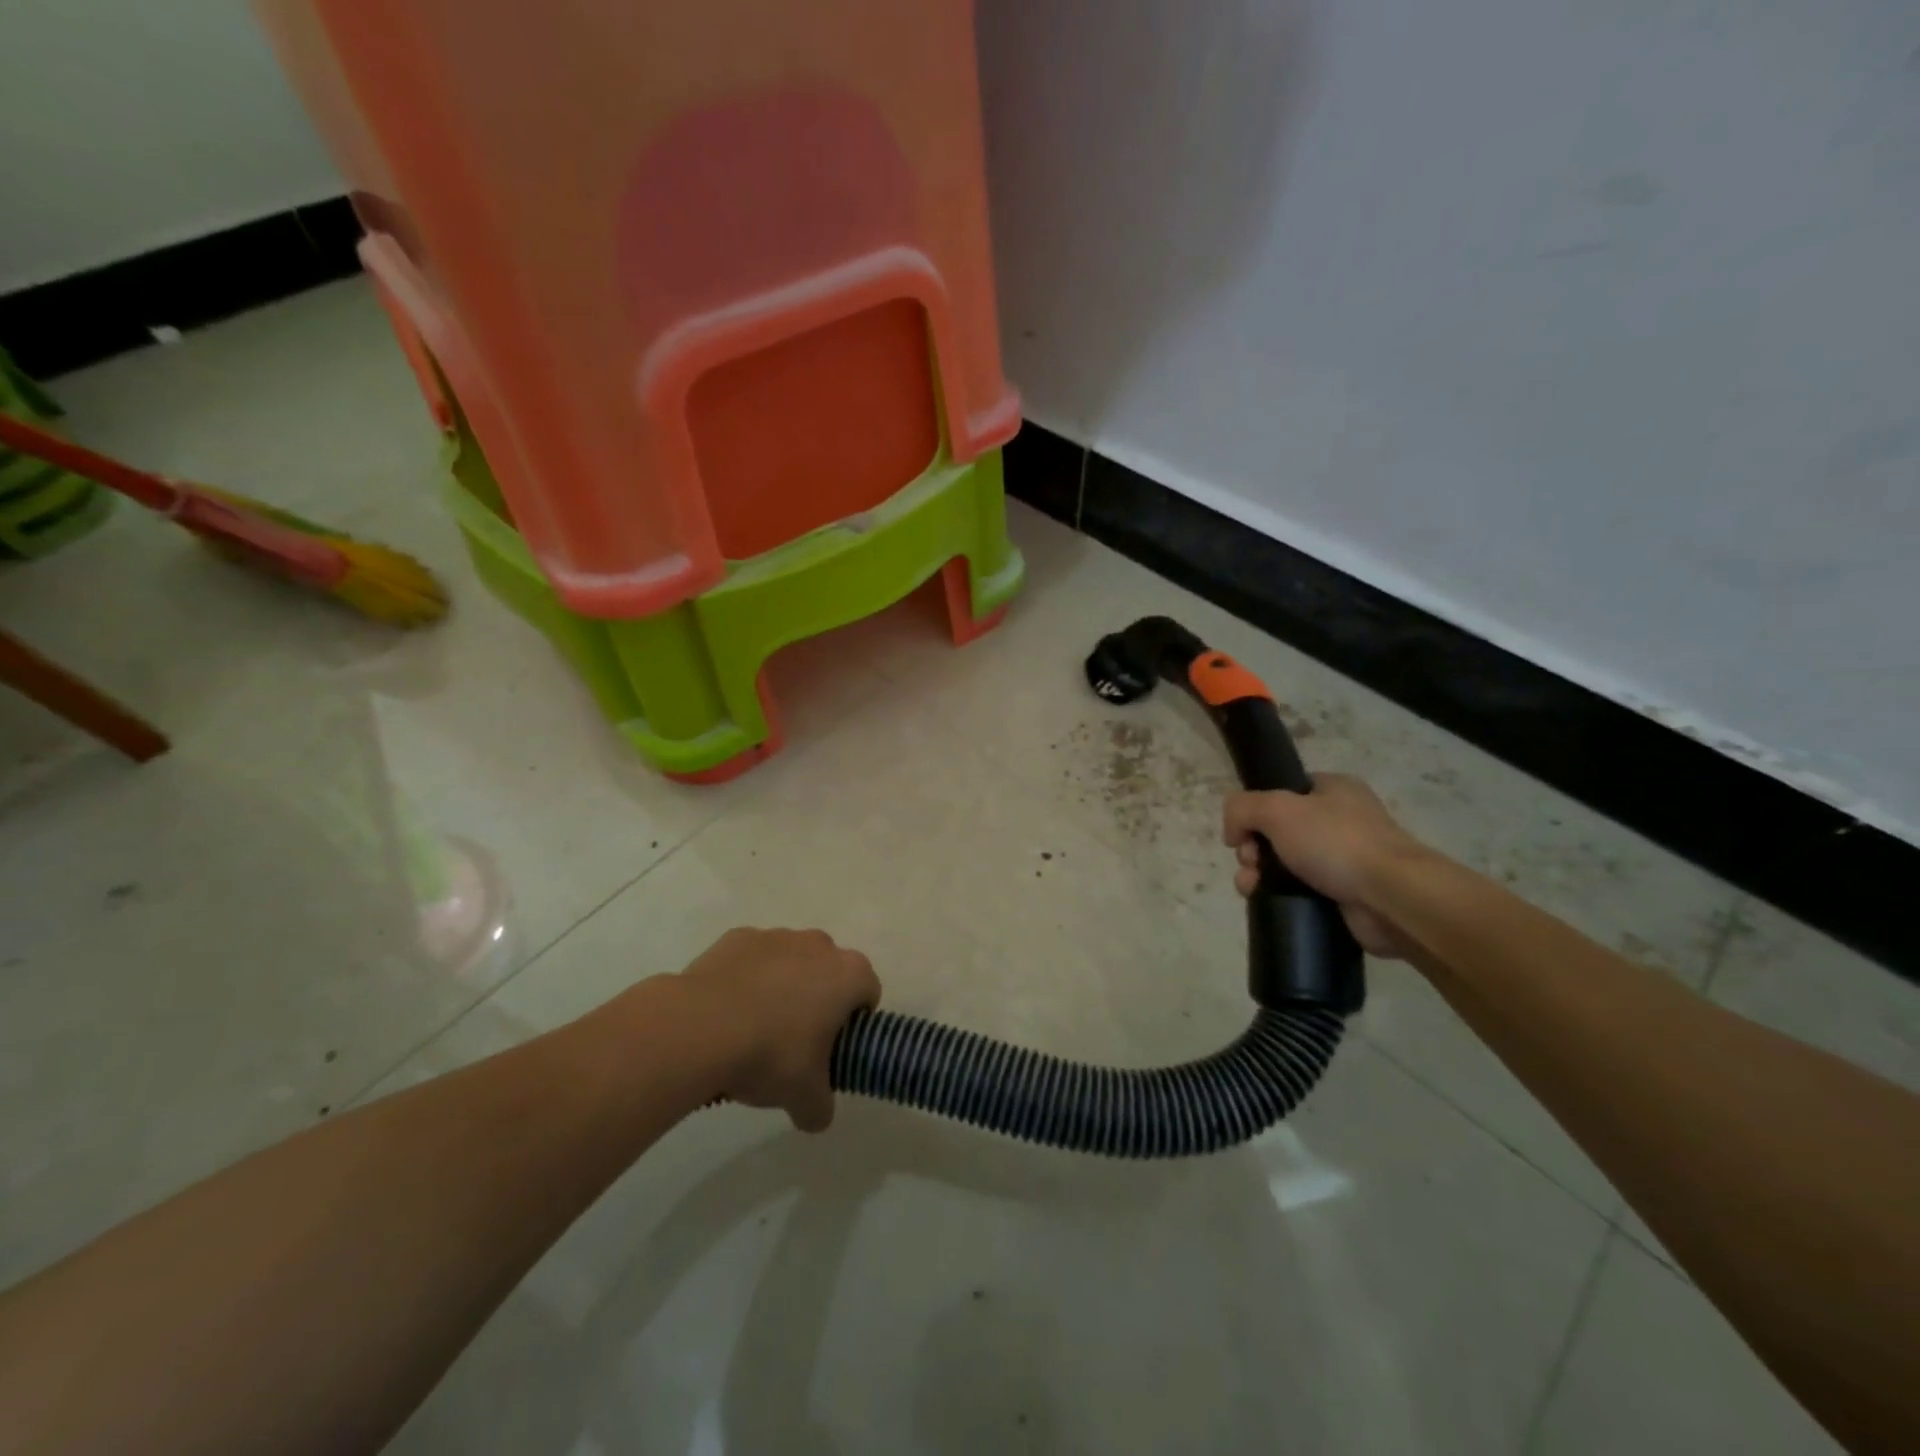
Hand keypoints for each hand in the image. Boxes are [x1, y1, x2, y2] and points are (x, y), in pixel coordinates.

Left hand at [678, 927, 880, 1131]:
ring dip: (782, 985)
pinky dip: (746, 978)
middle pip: (829, 971)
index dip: (855, 1020)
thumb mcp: (804, 1097)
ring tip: (754, 1028)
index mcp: (847, 974)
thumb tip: (816, 1114)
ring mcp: (776, 936)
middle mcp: (818, 945)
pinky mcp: (738, 937)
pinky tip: (726, 1011)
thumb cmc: (770, 1055)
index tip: (835, 1047)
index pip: (868, 991)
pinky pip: (752, 959)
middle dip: (818, 998)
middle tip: (796, 1041)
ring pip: (790, 960)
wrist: (700, 1028)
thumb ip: (820, 1106)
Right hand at [1223, 774, 1424, 958]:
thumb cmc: (1335, 842)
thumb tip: (1233, 832)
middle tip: (1251, 862)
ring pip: (1284, 862)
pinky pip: (1300, 890)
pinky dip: (1279, 895)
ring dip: (1258, 874)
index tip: (1243, 832)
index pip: (1282, 791)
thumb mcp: (1276, 809)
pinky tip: (1264, 901)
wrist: (1391, 898)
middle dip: (1252, 847)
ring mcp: (1345, 858)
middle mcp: (1341, 819)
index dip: (1255, 809)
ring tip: (1251, 888)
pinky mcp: (1345, 894)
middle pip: (1276, 830)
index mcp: (1333, 789)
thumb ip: (1242, 808)